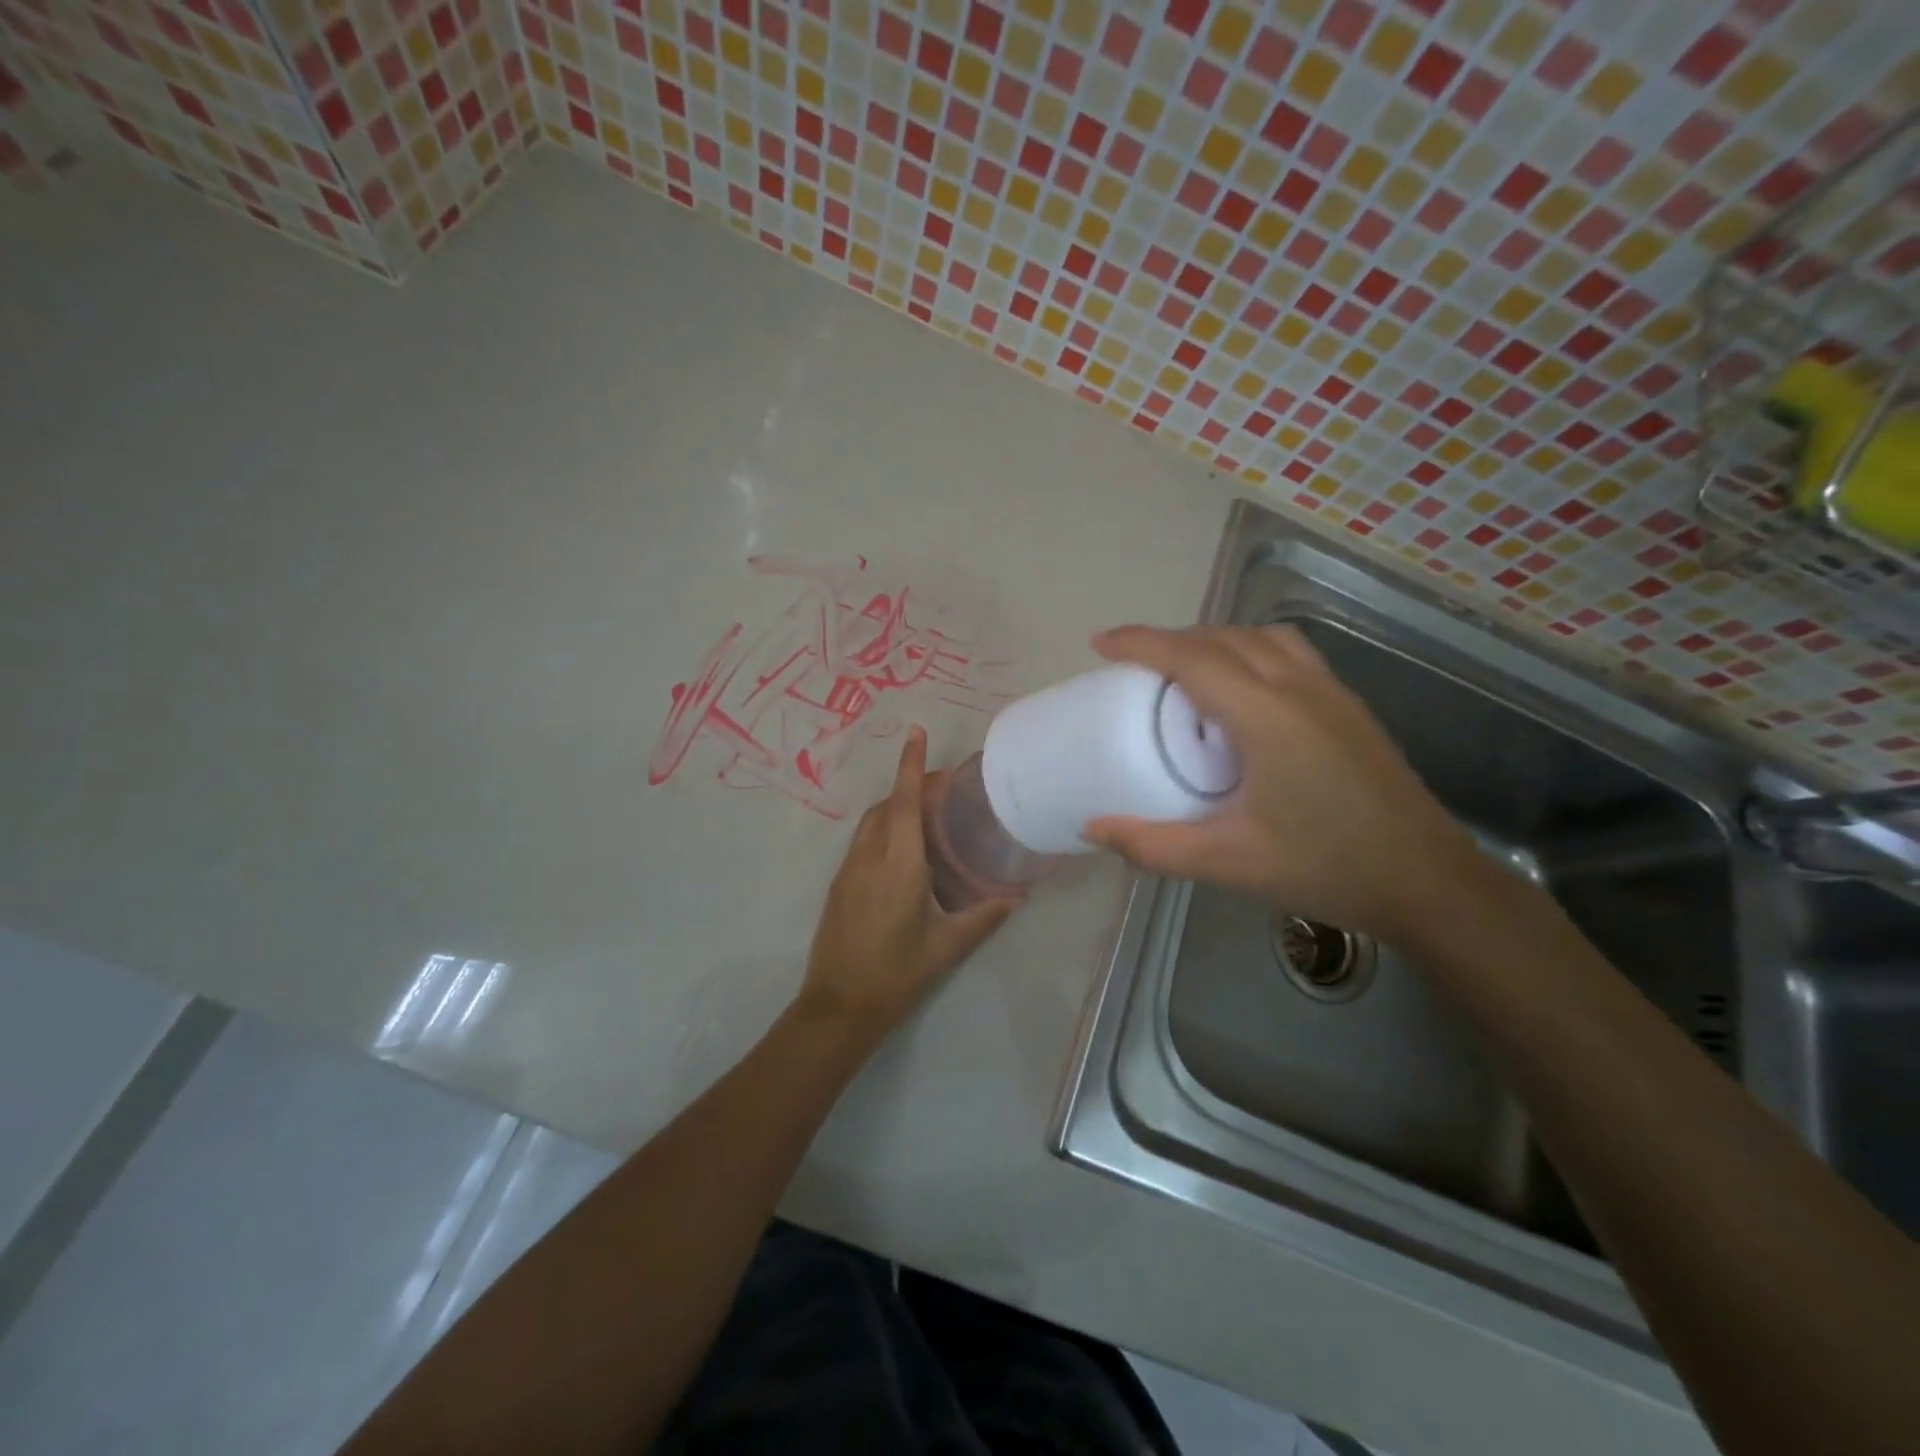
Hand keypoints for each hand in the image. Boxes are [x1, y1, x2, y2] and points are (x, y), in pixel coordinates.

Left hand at [796, 726, 1020, 1045]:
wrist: (839, 1006)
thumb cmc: (897, 974)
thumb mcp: (947, 945)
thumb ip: (985, 916)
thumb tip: (1018, 897)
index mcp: (898, 865)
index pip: (905, 802)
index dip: (911, 765)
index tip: (916, 732)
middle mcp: (869, 858)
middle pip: (888, 805)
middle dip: (911, 785)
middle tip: (944, 787)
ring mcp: (848, 870)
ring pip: (872, 822)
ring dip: (896, 806)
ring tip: (928, 813)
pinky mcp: (839, 885)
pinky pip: (863, 841)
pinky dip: (884, 829)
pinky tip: (905, 850)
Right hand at [1084, 625, 1476, 942]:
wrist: (1428, 881)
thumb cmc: (1326, 867)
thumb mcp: (1228, 862)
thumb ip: (1153, 846)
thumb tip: (1092, 829)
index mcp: (1267, 716)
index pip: (1192, 658)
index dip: (1141, 643)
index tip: (1100, 643)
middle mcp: (1299, 688)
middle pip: (1223, 637)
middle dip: (1170, 639)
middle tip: (1131, 664)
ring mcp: (1331, 692)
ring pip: (1260, 637)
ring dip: (1213, 640)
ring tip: (1182, 668)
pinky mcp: (1348, 707)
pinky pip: (1287, 653)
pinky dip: (1248, 650)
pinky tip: (1240, 690)